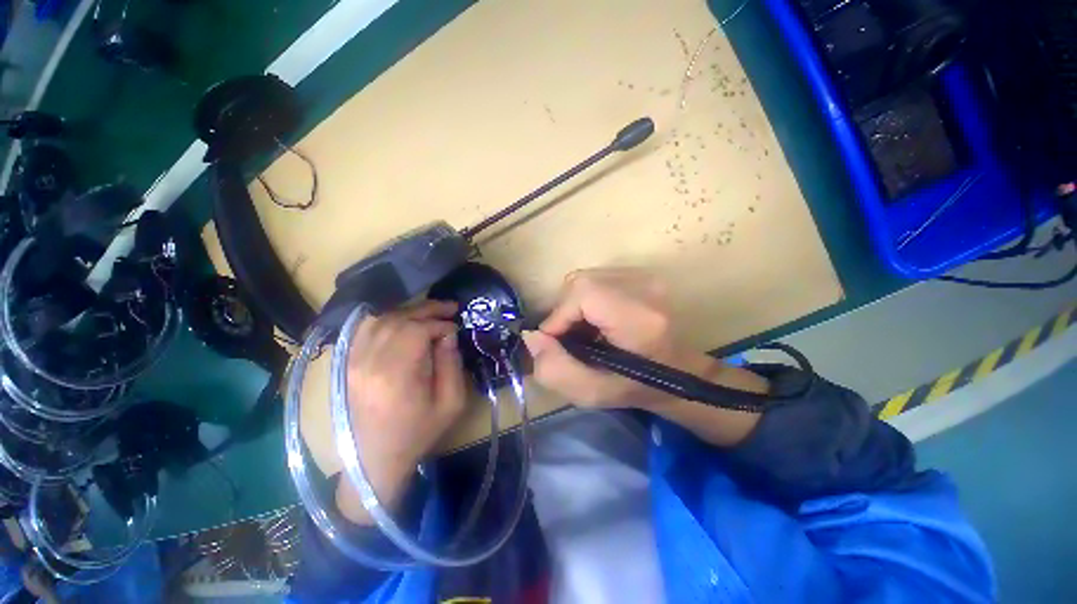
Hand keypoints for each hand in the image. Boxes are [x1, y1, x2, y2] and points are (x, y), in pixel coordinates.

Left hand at [336, 301, 466, 523]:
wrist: (375, 460)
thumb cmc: (418, 433)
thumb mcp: (451, 404)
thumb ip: (452, 364)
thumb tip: (448, 334)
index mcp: (396, 375)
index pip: (417, 331)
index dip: (440, 325)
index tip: (456, 330)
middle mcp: (370, 363)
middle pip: (398, 320)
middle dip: (427, 310)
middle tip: (450, 308)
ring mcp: (354, 362)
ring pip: (381, 321)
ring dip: (409, 312)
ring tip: (431, 312)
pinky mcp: (349, 365)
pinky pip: (365, 330)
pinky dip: (386, 319)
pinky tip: (402, 320)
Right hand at [522, 268, 716, 408]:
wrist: (680, 373)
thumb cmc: (639, 388)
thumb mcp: (592, 393)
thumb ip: (555, 370)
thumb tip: (532, 337)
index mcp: (639, 319)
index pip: (583, 294)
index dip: (559, 316)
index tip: (555, 342)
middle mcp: (646, 288)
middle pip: (581, 282)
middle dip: (563, 311)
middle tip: (568, 339)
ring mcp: (646, 277)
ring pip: (586, 279)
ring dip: (573, 305)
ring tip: (582, 331)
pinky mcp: (641, 275)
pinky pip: (597, 279)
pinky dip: (585, 299)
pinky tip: (594, 320)